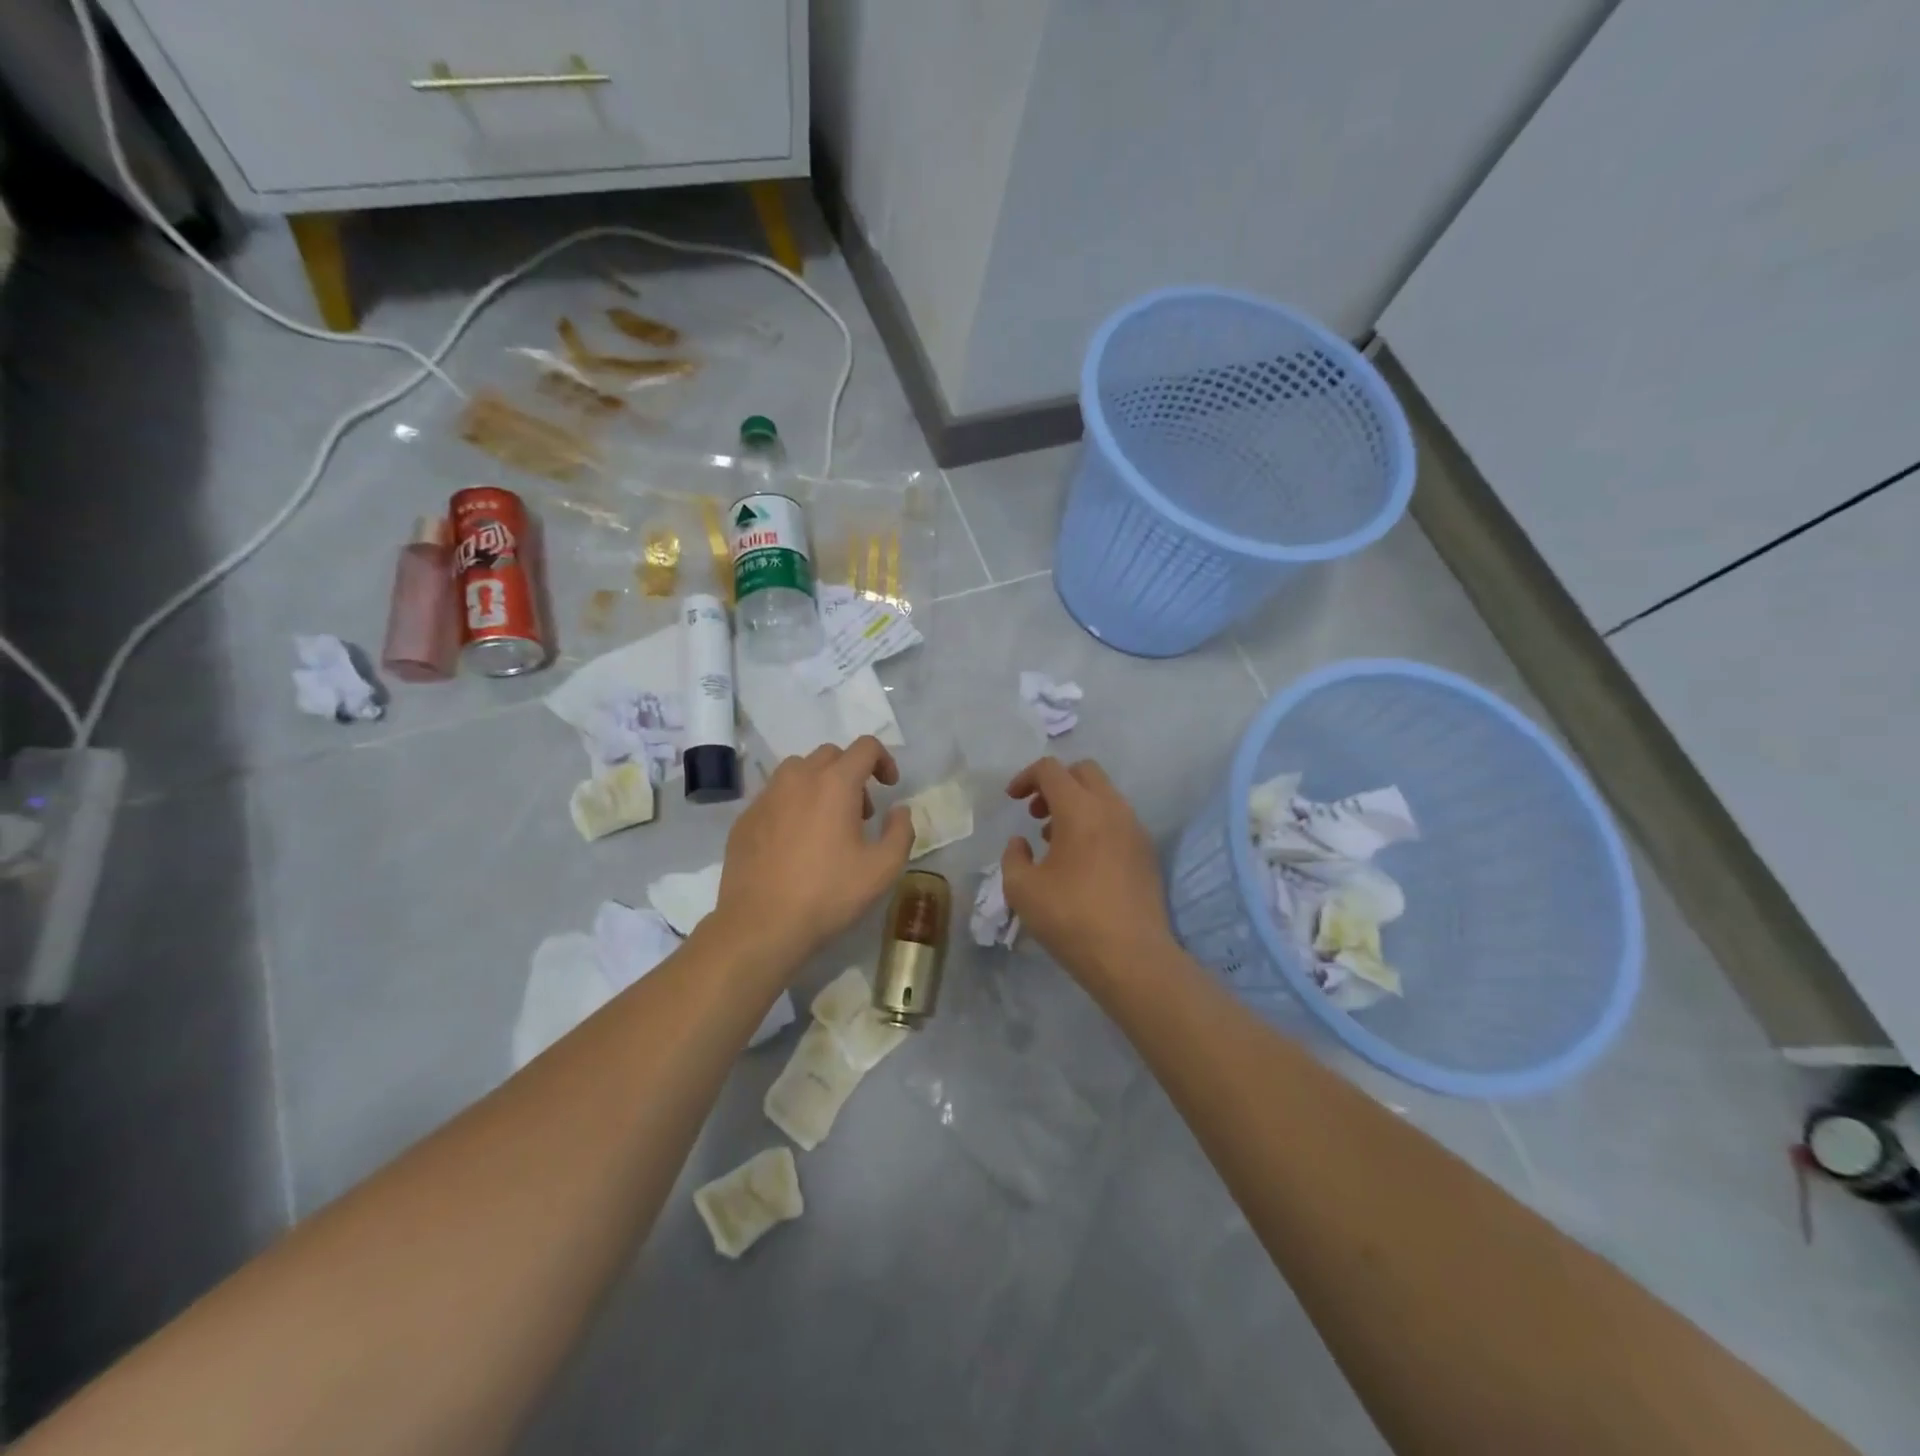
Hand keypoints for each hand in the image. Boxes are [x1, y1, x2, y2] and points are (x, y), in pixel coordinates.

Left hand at [712, 736, 913, 971]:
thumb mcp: (882, 869)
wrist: (760, 924)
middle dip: (852, 773)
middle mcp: (798, 778)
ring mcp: (766, 796)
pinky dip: (792, 804)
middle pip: (831, 755)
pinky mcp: (745, 818)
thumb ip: (900, 831)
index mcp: (835, 783)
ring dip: (820, 784)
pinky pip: (775, 796)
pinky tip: (795, 842)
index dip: (884, 760)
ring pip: (798, 771)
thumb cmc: (828, 894)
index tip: (890, 786)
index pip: (865, 747)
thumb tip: (899, 810)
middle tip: (861, 812)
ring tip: (826, 823)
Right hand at [1001, 757, 1174, 984]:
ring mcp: (1135, 829)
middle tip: (1036, 814)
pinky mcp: (1147, 852)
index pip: (1051, 770)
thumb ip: (1013, 857)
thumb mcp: (1022, 889)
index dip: (1025, 777)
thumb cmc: (1071, 918)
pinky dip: (1096, 824)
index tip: (1012, 800)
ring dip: (1077, 805)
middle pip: (1084, 772)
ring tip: (1055, 841)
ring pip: (1104, 795)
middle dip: (1056, 784)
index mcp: (1080, 809)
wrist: (1132, 958)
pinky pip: (1118, 820)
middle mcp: (1113, 809)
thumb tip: (1021, 843)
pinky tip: (1082, 862)